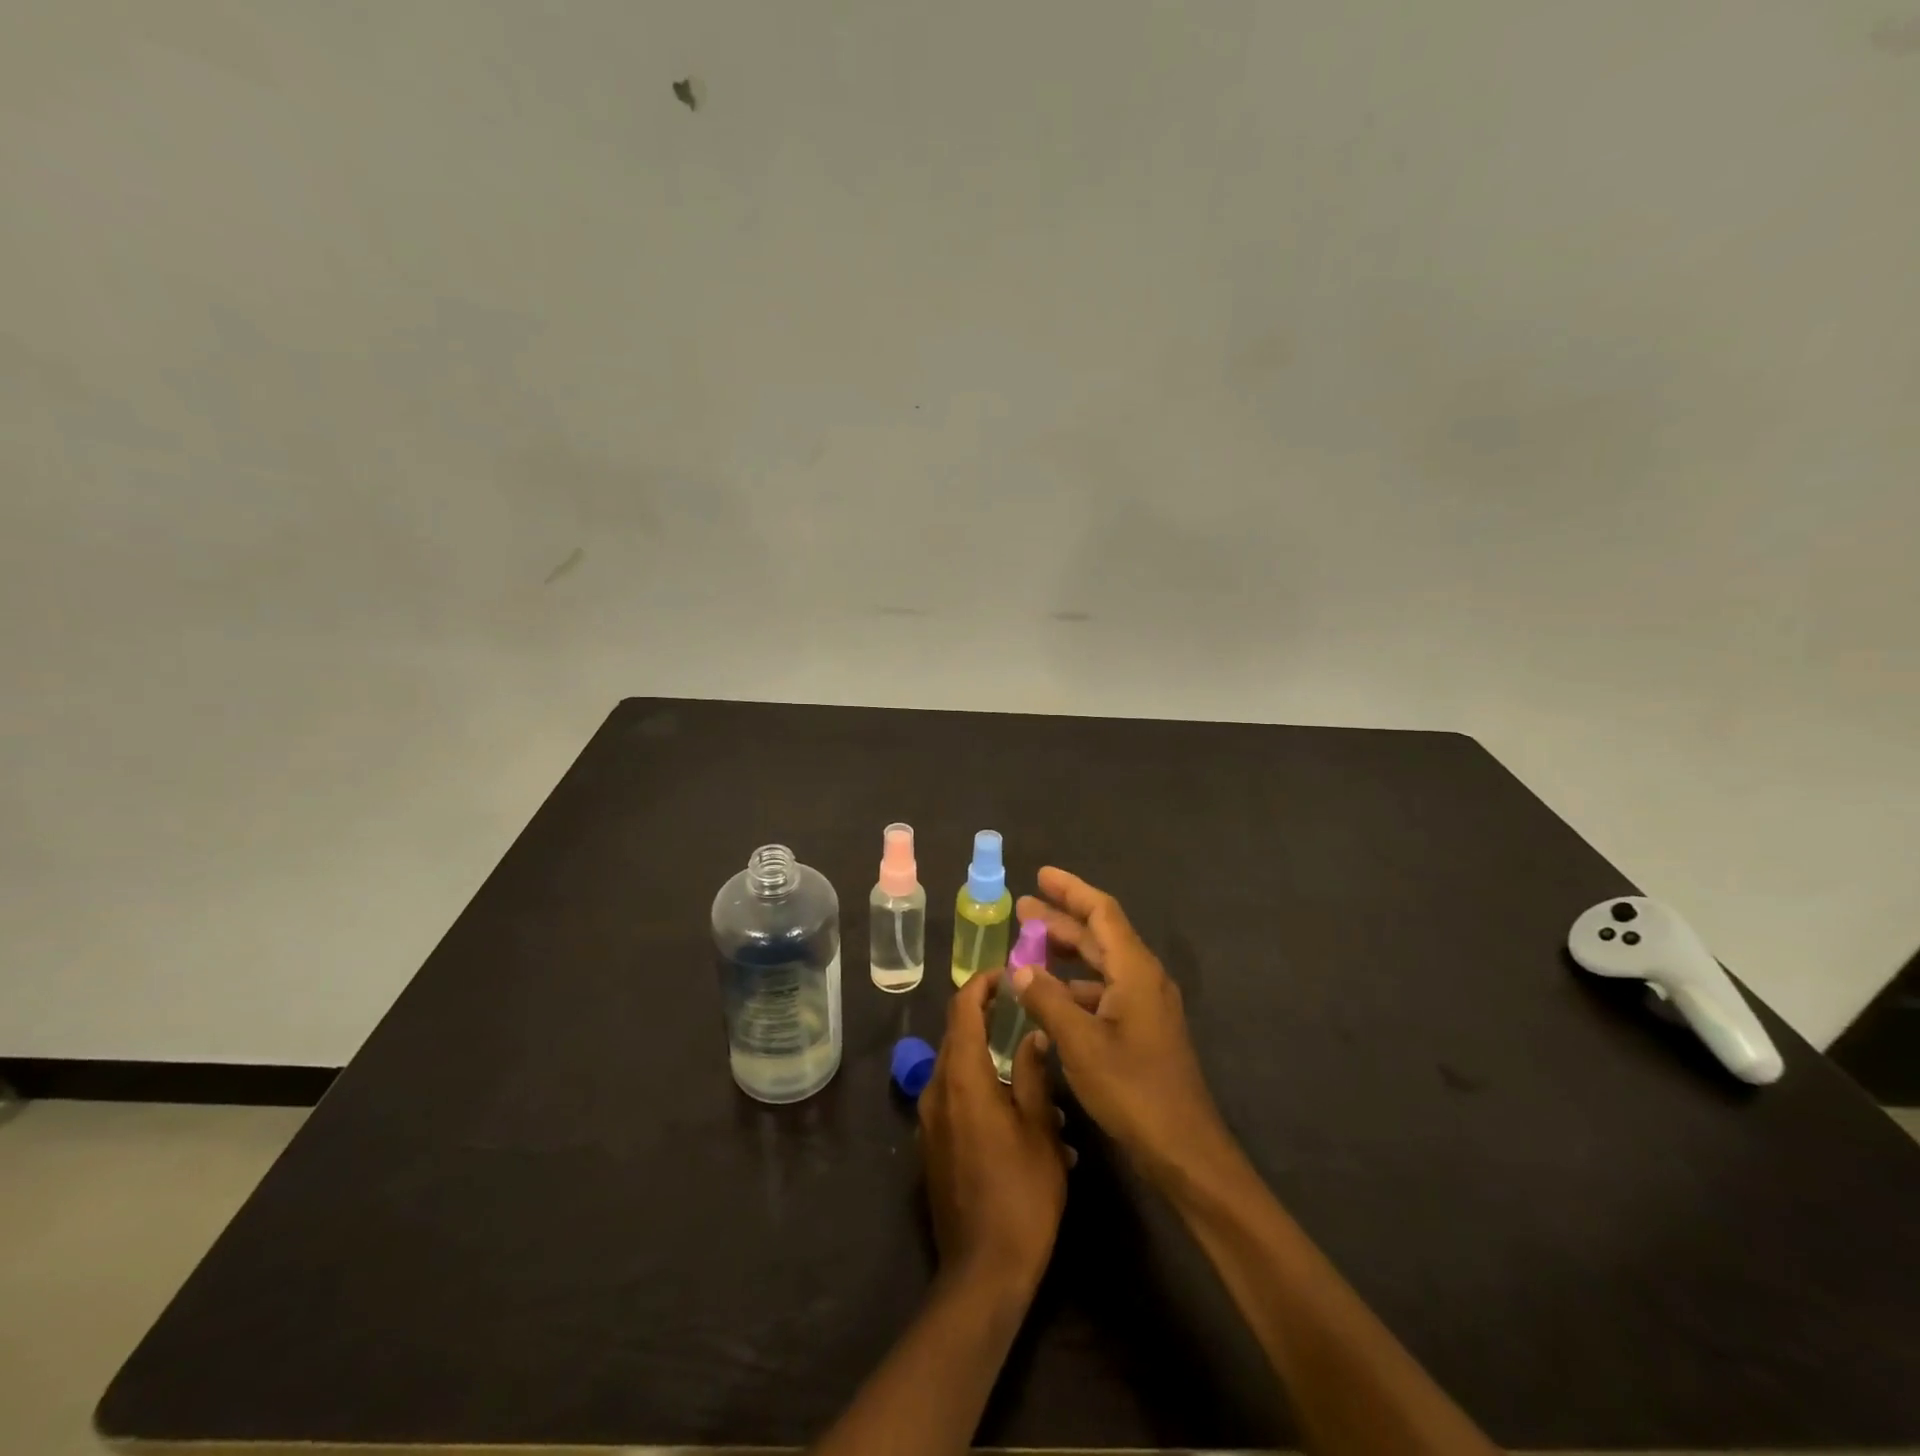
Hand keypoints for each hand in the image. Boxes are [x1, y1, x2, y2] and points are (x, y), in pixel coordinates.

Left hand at [918, 969, 1068, 1295]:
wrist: (982, 1272)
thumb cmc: (1021, 1195)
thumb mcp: (1040, 1129)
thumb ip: (1032, 1074)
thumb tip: (1032, 1034)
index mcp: (963, 1078)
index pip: (963, 1010)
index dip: (982, 984)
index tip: (1007, 974)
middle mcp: (937, 1089)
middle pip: (956, 1034)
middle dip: (984, 1014)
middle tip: (1019, 1007)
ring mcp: (930, 1119)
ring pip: (955, 1065)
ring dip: (984, 1053)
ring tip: (1025, 1060)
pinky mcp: (932, 1143)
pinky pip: (953, 1095)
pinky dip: (978, 1084)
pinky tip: (1013, 1107)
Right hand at [1013, 867, 1232, 1189]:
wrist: (1184, 1149)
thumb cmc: (1132, 1090)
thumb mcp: (1081, 1042)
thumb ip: (1047, 1000)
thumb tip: (1019, 968)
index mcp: (1135, 970)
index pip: (1102, 912)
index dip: (1071, 890)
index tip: (1040, 875)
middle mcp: (1144, 978)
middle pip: (1100, 935)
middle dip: (1060, 920)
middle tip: (1020, 910)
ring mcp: (1145, 1005)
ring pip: (1101, 964)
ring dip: (1066, 954)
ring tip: (1027, 949)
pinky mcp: (1142, 1030)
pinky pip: (1104, 991)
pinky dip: (1075, 986)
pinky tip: (1049, 997)